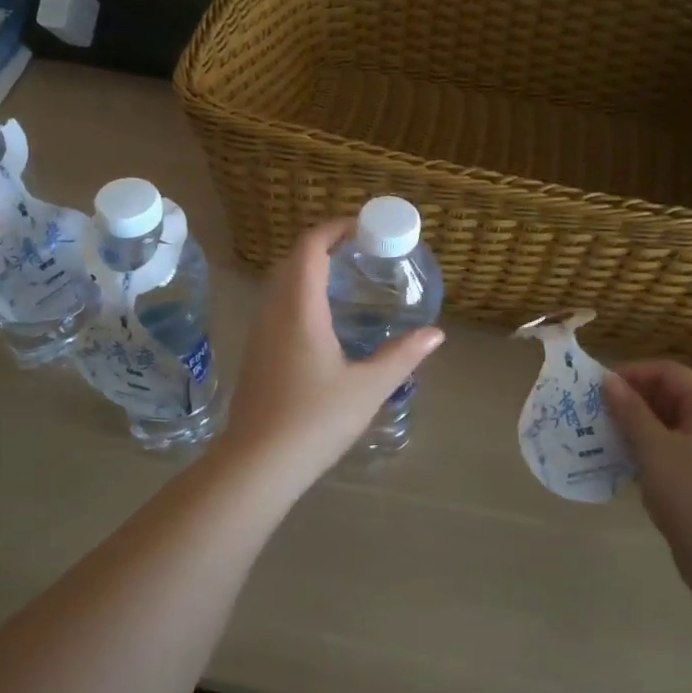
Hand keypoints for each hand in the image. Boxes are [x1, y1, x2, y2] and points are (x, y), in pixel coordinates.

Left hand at [216, 220, 444, 488]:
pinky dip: (298, 296)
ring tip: (345, 281)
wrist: (257, 464)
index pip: (310, 247)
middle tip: (360, 253)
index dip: (334, 228)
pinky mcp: (256, 354)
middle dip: (324, 246)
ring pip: (280, 284)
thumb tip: (435, 334)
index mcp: (300, 309)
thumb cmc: (314, 420)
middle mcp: (274, 312)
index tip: (362, 228)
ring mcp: (260, 333)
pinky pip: (276, 307)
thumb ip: (403, 356)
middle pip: (293, 261)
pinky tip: (322, 322)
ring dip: (308, 271)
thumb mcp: (368, 388)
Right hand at [603, 360, 691, 552]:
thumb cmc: (691, 493)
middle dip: (632, 401)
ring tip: (603, 437)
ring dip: (636, 427)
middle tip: (596, 413)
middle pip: (670, 396)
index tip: (598, 388)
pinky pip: (673, 450)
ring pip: (669, 425)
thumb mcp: (653, 448)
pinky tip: (624, 464)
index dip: (632, 374)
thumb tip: (608, 381)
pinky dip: (649, 450)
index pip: (668, 372)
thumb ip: (629, 411)